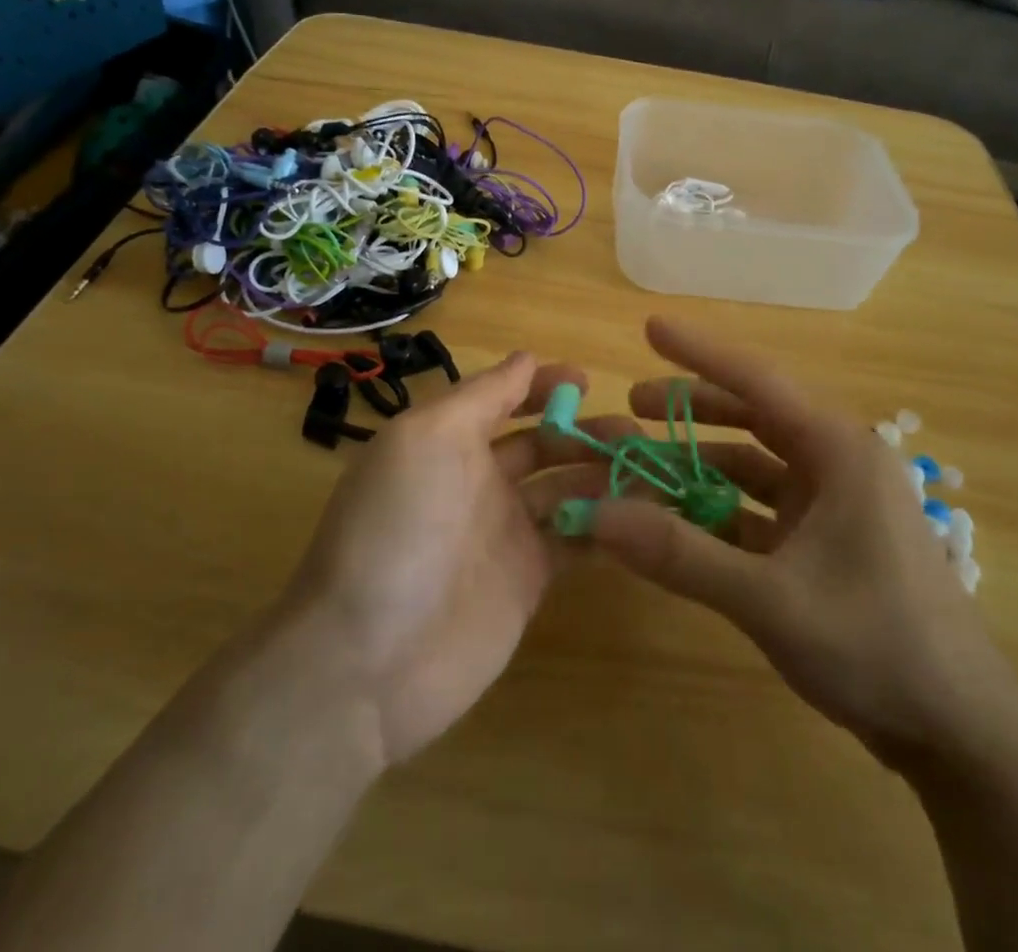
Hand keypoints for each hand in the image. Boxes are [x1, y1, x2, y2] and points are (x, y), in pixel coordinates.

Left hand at [277, 353, 624, 770]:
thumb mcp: (427, 438)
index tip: (589, 382)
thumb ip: (481, 396)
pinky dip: (608, 525)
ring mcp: (505, 532)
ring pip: (568, 489)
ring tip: (651, 468)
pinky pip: (576, 540)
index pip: (505, 397)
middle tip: (635, 434)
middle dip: (587, 431)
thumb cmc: (397, 528)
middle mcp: (480, 479)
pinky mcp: (528, 580)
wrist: (366, 660)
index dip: (544, 385)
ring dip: (605, 474)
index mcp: (451, 440)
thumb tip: (525, 358)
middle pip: (545, 443)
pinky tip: (644, 516)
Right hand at [587, 318, 1017, 774]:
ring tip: (644, 460)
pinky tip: (677, 518)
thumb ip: (680, 554)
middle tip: (633, 403)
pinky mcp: (825, 542)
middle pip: (754, 416)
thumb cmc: (877, 646)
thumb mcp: (769, 600)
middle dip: (692, 409)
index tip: (651, 326)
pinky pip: (760, 509)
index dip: (700, 352)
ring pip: (754, 464)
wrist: (960, 735)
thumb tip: (597, 514)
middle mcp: (837, 464)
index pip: (758, 381)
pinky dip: (718, 509)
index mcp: (839, 451)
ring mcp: (833, 505)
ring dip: (700, 462)